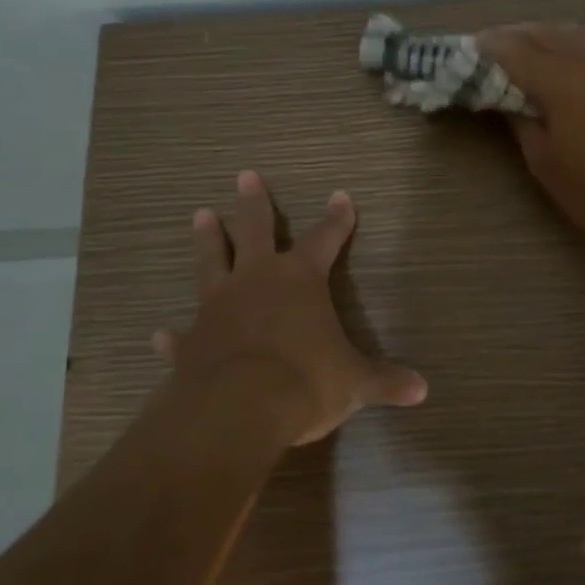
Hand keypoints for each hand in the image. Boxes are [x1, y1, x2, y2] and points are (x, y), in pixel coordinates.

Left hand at [151, 171, 427, 444]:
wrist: (239, 409)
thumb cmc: (305, 381)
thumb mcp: (354, 383)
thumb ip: (385, 382)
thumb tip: (422, 390)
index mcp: (299, 279)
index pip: (325, 238)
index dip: (336, 218)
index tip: (341, 195)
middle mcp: (256, 280)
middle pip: (254, 229)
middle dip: (254, 203)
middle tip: (245, 175)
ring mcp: (218, 306)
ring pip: (211, 261)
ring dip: (207, 238)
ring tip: (200, 213)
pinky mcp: (192, 340)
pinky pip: (182, 334)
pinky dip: (173, 334)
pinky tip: (162, 333)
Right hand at [478, 23, 584, 273]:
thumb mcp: (546, 165)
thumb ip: (522, 122)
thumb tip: (506, 98)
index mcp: (564, 84)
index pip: (516, 51)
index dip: (489, 47)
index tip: (469, 49)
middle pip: (545, 33)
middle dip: (514, 35)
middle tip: (491, 47)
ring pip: (575, 33)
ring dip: (545, 34)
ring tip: (525, 48)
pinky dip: (573, 44)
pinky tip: (566, 60)